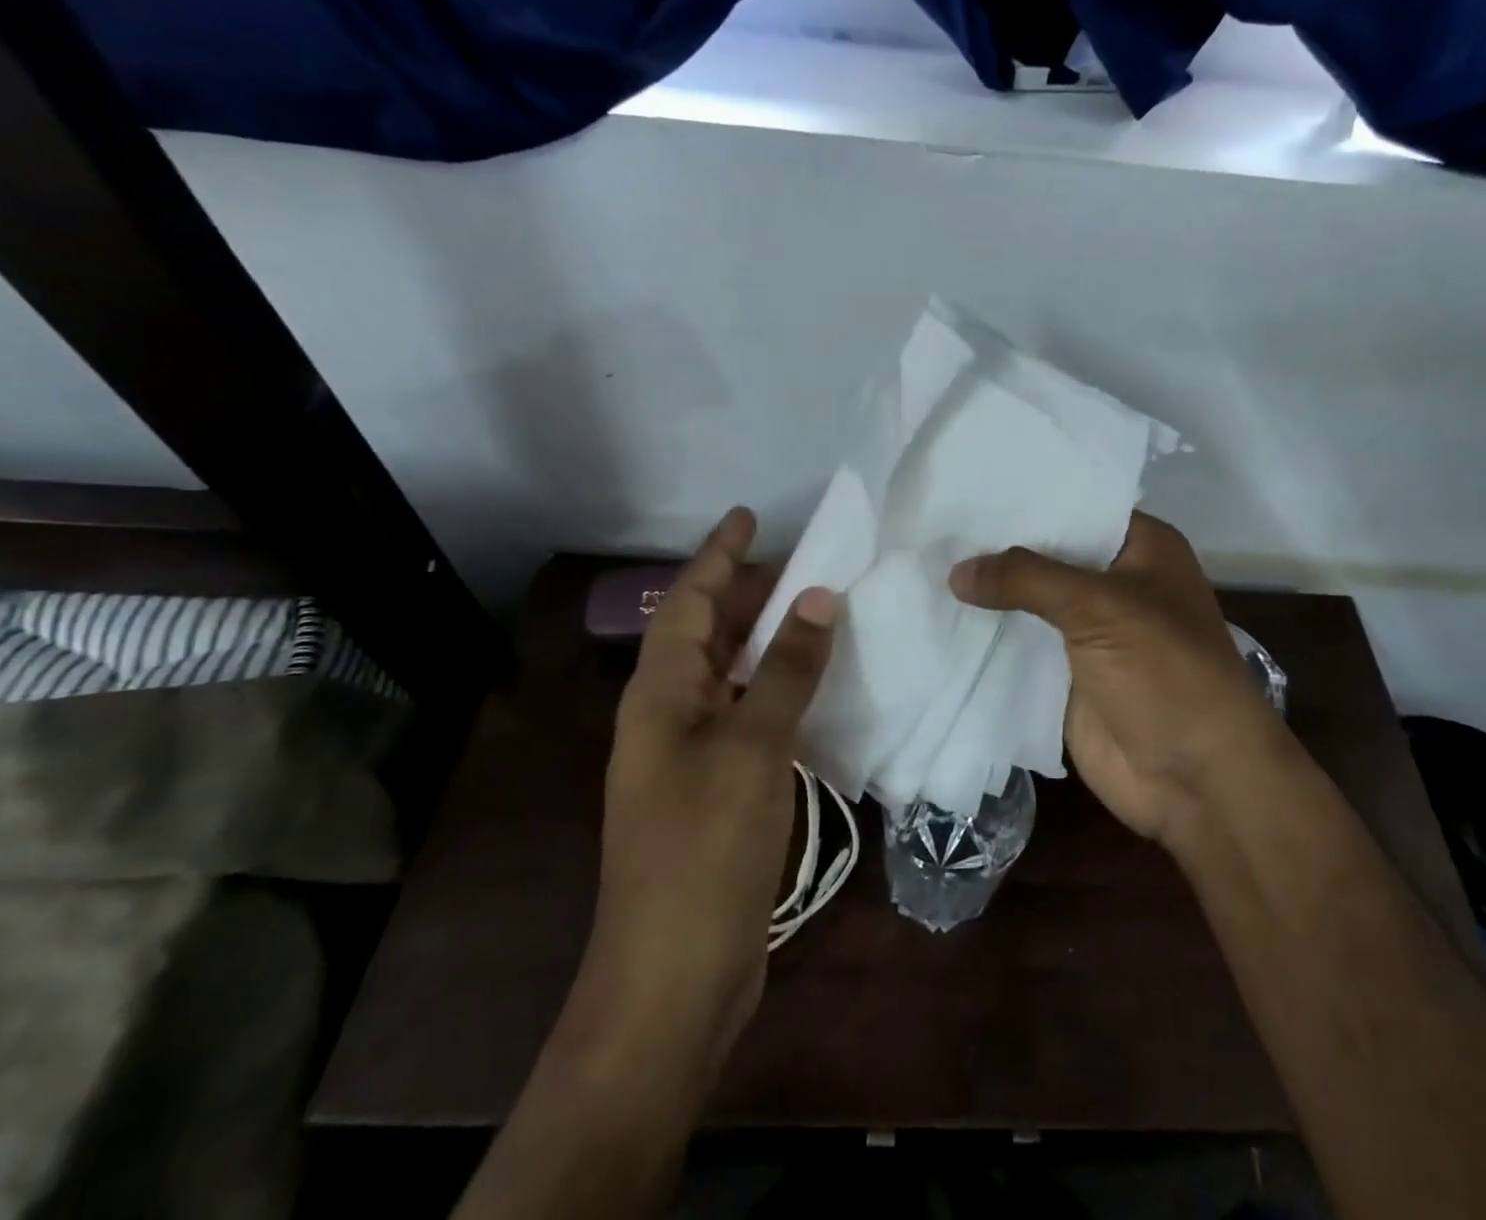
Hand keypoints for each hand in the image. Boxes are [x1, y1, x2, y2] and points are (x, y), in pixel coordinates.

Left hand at [584, 508, 836, 1072]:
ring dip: (768, 639)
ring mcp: (690, 753)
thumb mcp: (753, 747)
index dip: (718, 555)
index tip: (751, 516)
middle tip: (804, 562)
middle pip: (707, 632)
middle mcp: (669, 713)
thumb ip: (787, 670)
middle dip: (747, 592)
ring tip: (816, 610)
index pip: (687, 601)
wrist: (674, 976)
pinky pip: (748, 712)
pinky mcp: (716, 787)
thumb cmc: (704, 849)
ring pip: (731, 673)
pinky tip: (815, 685)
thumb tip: (817, 597)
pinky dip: (778, 687)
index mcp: (661, 693)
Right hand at [950, 512, 1290, 849]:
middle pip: (1048, 554)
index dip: (1027, 497)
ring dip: (988, 591)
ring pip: (1029, 601)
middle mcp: (1115, 582)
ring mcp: (1088, 630)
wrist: (1195, 778)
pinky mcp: (1065, 672)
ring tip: (925, 560)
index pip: (1077, 506)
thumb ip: (1027, 579)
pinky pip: (1019, 645)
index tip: (969, 484)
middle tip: (935, 520)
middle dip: (998, 544)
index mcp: (1141, 548)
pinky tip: (938, 614)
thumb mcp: (1100, 608)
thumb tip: (956, 571)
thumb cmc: (1166, 672)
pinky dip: (986, 635)